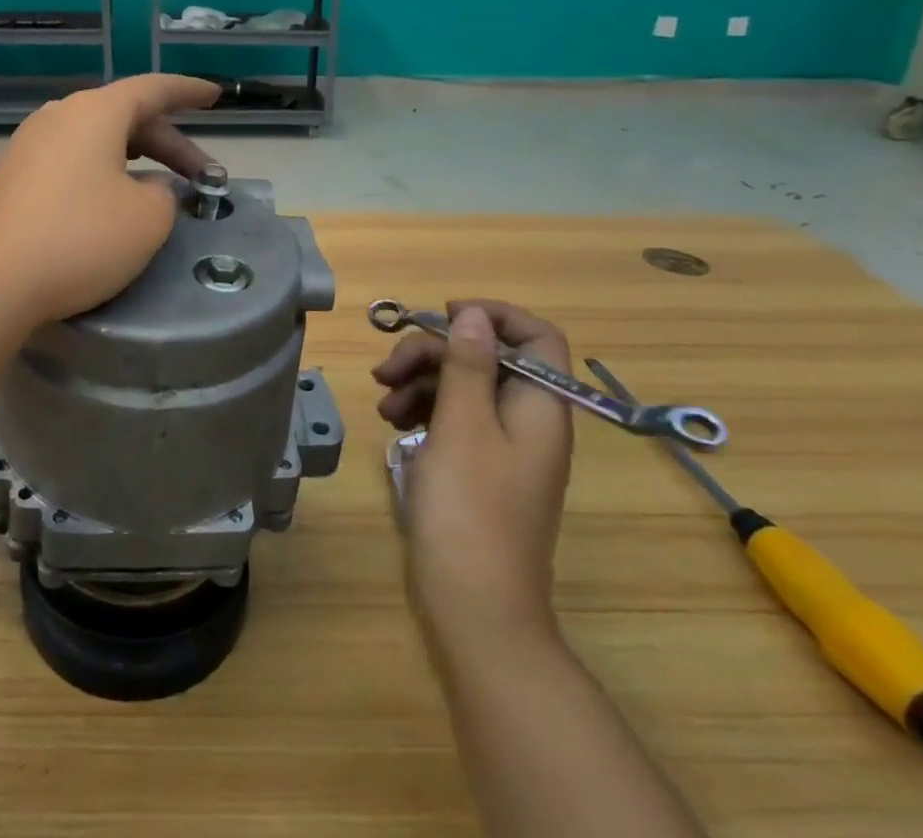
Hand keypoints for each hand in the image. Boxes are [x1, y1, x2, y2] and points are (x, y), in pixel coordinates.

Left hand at [0, 74, 220, 327]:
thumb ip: (163, 193)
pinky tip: (111, 206)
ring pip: (97, 141)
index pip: (152, 88)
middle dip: (169, 143)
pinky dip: (102, 175)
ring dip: (135, 160)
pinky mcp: (11, 179)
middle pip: (126, 117)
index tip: (216, 94)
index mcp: (95, 113)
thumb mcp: (147, 218)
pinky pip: (70, 162)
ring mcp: (28, 147)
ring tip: (160, 188)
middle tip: (203, 176)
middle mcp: (58, 117)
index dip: (188, 91)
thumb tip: (148, 188)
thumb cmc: (80, 239)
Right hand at [372, 300, 574, 645]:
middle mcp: (528, 420)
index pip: (538, 337)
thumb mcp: (463, 424)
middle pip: (488, 358)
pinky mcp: (479, 467)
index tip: (445, 316)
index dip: (495, 316)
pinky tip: (392, 421)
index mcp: (540, 406)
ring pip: (464, 387)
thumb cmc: (470, 508)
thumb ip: (468, 364)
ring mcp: (504, 446)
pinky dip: (423, 411)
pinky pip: (455, 419)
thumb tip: (475, 315)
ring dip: (421, 381)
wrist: (475, 607)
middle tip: (388, 366)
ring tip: (382, 401)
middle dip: (435, 352)